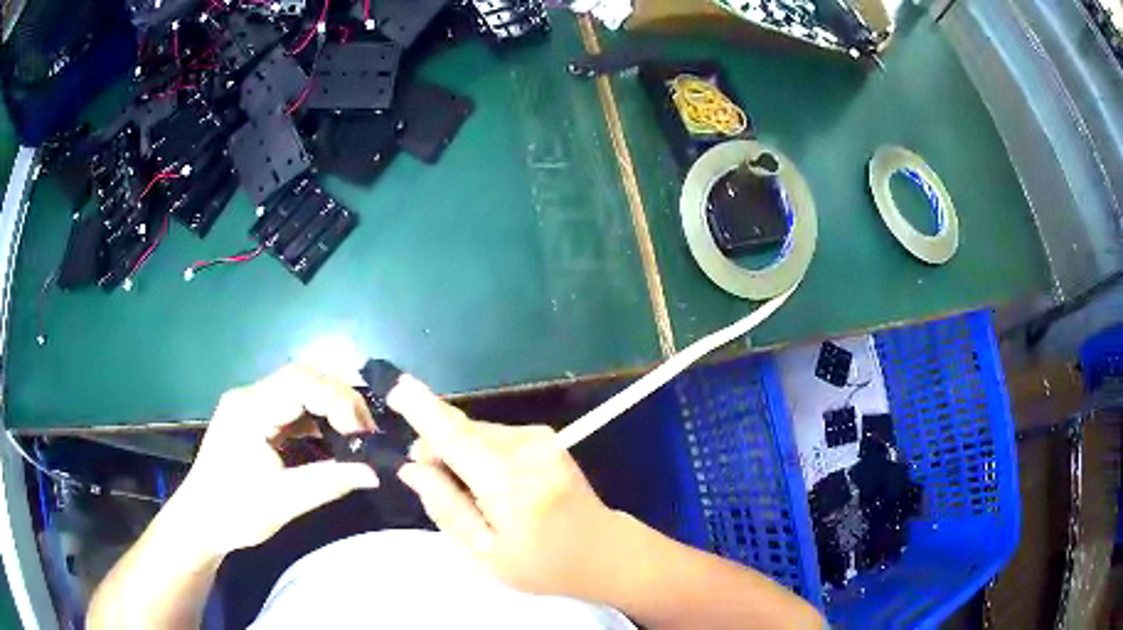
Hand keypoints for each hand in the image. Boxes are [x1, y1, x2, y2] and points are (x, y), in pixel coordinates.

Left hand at [169, 364, 379, 557]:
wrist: (200, 522)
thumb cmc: (235, 512)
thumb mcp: (283, 501)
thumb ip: (329, 482)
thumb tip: (374, 473)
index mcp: (250, 409)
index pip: (301, 382)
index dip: (338, 400)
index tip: (362, 434)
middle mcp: (250, 396)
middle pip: (304, 378)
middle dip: (340, 400)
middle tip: (366, 433)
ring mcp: (251, 404)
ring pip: (301, 390)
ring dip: (331, 408)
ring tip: (356, 436)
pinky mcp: (255, 418)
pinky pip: (293, 408)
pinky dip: (318, 420)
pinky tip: (333, 440)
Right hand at [389, 375, 628, 600]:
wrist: (603, 551)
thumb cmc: (542, 564)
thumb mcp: (485, 553)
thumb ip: (446, 507)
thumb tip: (412, 468)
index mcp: (509, 481)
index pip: (454, 436)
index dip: (422, 409)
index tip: (395, 385)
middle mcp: (526, 447)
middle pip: (461, 432)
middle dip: (437, 451)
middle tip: (435, 488)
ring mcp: (541, 437)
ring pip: (476, 434)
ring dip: (460, 455)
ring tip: (473, 496)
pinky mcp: (546, 437)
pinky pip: (495, 437)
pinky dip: (481, 455)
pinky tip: (494, 486)